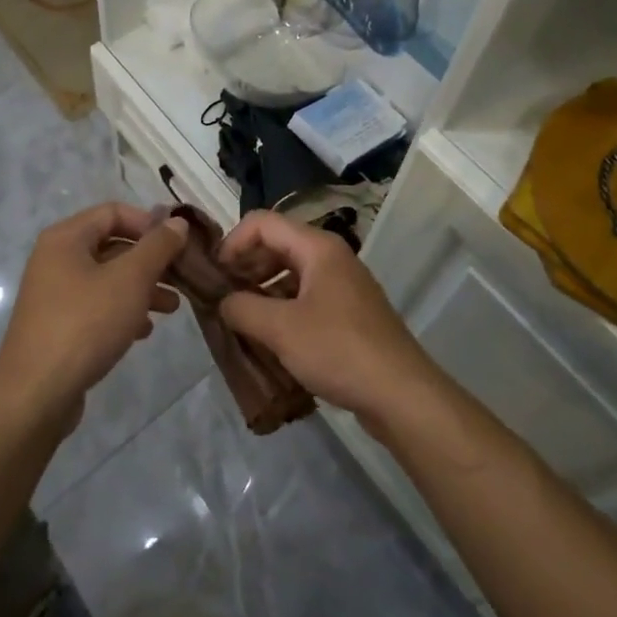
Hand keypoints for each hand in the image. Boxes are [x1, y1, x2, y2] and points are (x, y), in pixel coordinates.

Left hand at [0, 203, 185, 424]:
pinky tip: (144, 330)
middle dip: (150, 260)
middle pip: (112, 245)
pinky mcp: (58, 325)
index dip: (149, 223)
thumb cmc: (85, 324)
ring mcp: (54, 294)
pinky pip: (97, 306)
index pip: (114, 212)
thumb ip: (158, 246)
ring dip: (142, 287)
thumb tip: (178, 221)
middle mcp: (56, 259)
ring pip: (108, 278)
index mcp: (66, 237)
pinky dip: (123, 310)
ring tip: (173, 307)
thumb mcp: (130, 279)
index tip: (178, 244)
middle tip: (182, 277)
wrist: (35, 395)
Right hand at [216, 210, 441, 425]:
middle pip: (277, 244)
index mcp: (317, 247)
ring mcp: (343, 285)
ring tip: (241, 320)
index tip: (214, 275)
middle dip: (246, 266)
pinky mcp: (349, 313)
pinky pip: (306, 297)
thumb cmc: (338, 350)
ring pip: (291, 273)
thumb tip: (223, 301)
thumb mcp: (281, 329)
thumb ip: (243, 308)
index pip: (263, 222)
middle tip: (223, 297)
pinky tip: (270, 339)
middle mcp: (331, 257)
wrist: (401, 394)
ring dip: (262, 290)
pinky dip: (283, 309)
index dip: (233, 242)